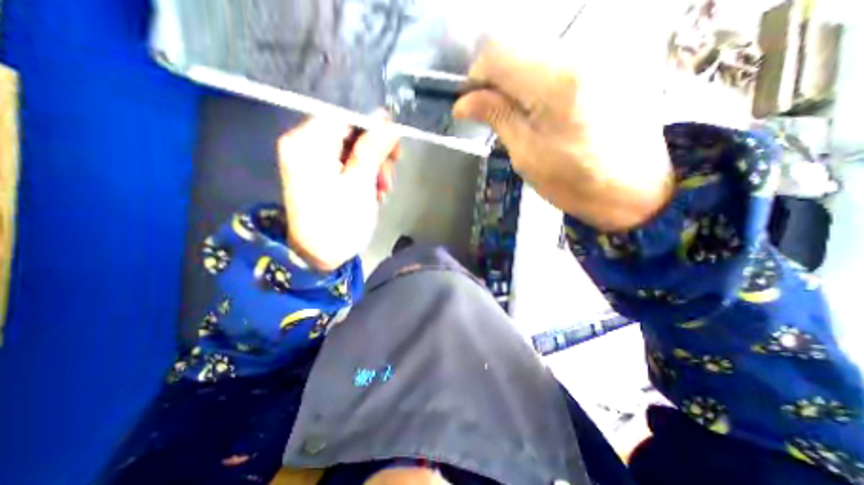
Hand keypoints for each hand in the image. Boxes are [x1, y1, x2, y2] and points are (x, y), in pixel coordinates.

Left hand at [278, 114, 399, 272]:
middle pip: (349, 133)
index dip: (374, 126)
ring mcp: (312, 161)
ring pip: (352, 150)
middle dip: (375, 152)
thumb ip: (373, 149)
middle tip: (389, 175)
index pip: (345, 116)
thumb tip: (388, 121)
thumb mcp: (360, 184)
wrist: (319, 257)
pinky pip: (347, 164)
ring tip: (383, 190)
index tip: (395, 144)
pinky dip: (364, 176)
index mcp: (307, 143)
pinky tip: (374, 193)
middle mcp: (304, 145)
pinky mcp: (320, 175)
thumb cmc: (339, 222)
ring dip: (373, 167)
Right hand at [453, 37, 673, 229]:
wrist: (633, 189)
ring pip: (537, 51)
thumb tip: (462, 103)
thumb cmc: (574, 182)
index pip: (499, 53)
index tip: (472, 103)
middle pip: (518, 46)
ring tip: (519, 114)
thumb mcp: (526, 154)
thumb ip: (496, 117)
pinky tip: (542, 107)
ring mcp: (602, 50)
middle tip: (493, 112)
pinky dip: (539, 78)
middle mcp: (583, 52)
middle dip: (496, 78)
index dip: (477, 76)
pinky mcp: (612, 58)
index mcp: (556, 83)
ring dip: (517, 79)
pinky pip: (560, 58)